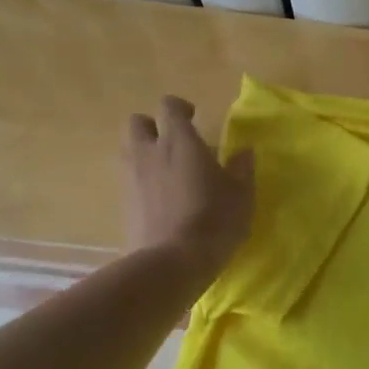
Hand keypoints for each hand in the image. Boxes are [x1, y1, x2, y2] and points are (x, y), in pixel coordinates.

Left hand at [122, 96, 253, 275]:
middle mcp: (149, 152)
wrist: (172, 262)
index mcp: (179, 141)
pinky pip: (129, 179)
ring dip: (145, 153)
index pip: (168, 106)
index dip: (179, 108)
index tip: (194, 118)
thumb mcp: (241, 194)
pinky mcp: (123, 203)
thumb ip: (241, 169)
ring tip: (169, 171)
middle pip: (137, 123)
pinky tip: (162, 199)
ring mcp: (131, 178)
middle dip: (153, 127)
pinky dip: (142, 181)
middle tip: (175, 143)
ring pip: (129, 150)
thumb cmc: (214, 220)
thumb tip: (244, 152)